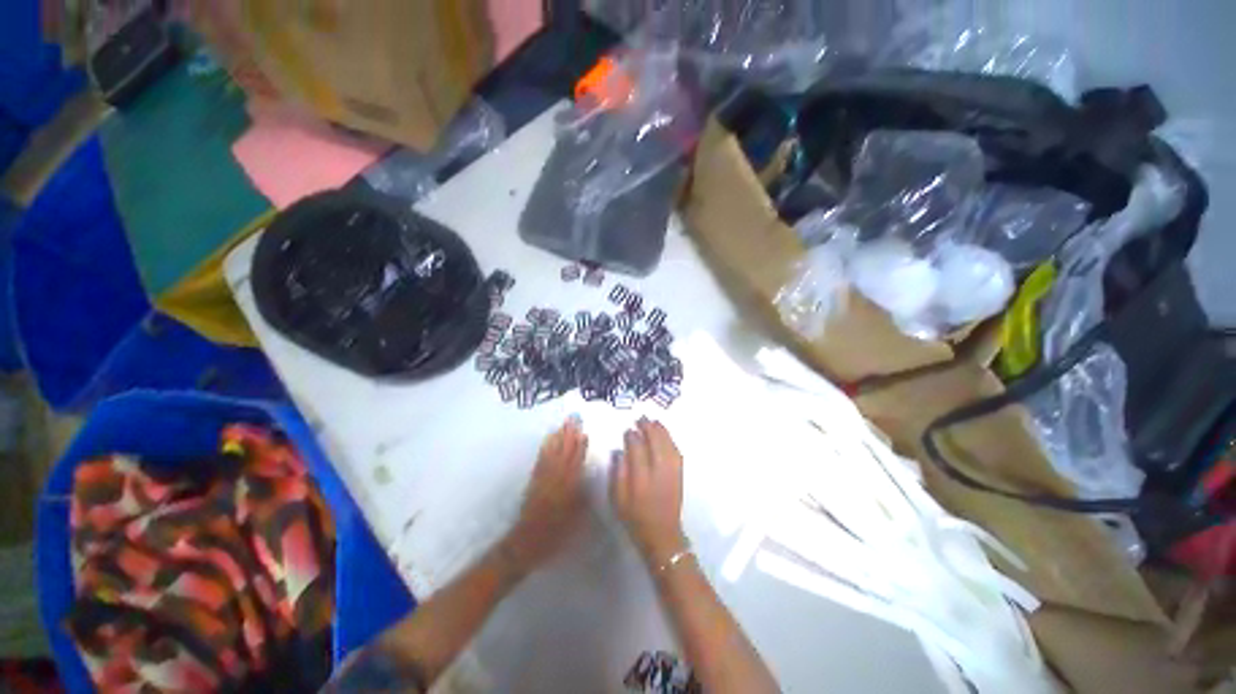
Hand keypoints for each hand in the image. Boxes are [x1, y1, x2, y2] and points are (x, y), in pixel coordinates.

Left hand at [503, 418, 588, 575]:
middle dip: (569, 435)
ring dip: (558, 437)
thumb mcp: (576, 522)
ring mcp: (543, 479)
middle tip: (574, 418)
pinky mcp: (533, 481)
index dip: (580, 448)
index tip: (584, 432)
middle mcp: (555, 480)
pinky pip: (541, 460)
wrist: (526, 543)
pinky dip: (545, 448)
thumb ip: (582, 498)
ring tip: (563, 424)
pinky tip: (548, 439)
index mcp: (568, 490)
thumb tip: (587, 479)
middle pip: (564, 453)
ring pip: (553, 453)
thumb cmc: (555, 536)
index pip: (576, 463)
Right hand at [610, 418, 685, 567]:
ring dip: (661, 430)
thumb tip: (619, 451)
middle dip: (648, 428)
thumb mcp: (618, 499)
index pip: (637, 449)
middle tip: (641, 418)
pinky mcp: (679, 474)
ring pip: (667, 444)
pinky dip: (670, 440)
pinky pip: (676, 451)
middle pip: (655, 442)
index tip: (628, 430)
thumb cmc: (635, 518)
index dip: (632, 437)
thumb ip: (618, 473)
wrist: (662, 535)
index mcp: (641, 479)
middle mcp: (658, 472)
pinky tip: (665, 435)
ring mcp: (672, 472)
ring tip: (653, 421)